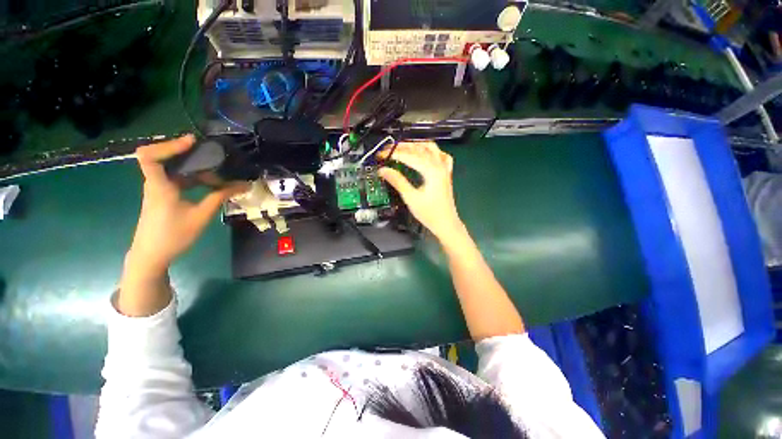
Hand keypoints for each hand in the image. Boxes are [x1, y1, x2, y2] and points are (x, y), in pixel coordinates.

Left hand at [126, 135, 245, 275]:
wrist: (152, 256)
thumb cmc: (173, 236)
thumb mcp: (201, 216)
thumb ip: (220, 197)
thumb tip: (243, 186)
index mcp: (159, 186)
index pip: (150, 156)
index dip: (169, 145)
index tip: (192, 142)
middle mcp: (156, 183)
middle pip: (167, 159)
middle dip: (191, 156)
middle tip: (215, 158)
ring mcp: (159, 190)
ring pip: (176, 171)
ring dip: (197, 170)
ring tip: (219, 175)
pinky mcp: (164, 197)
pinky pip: (179, 181)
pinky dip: (195, 180)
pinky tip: (211, 186)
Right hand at [378, 142, 464, 241]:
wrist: (446, 224)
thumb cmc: (429, 213)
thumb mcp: (411, 198)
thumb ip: (397, 181)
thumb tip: (383, 170)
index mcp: (431, 170)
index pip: (409, 156)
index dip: (393, 154)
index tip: (381, 155)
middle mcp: (439, 165)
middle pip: (419, 148)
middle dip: (402, 147)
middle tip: (387, 150)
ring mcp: (444, 168)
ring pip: (431, 148)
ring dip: (415, 145)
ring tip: (402, 148)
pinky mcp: (446, 173)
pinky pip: (441, 155)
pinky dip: (431, 151)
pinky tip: (424, 154)